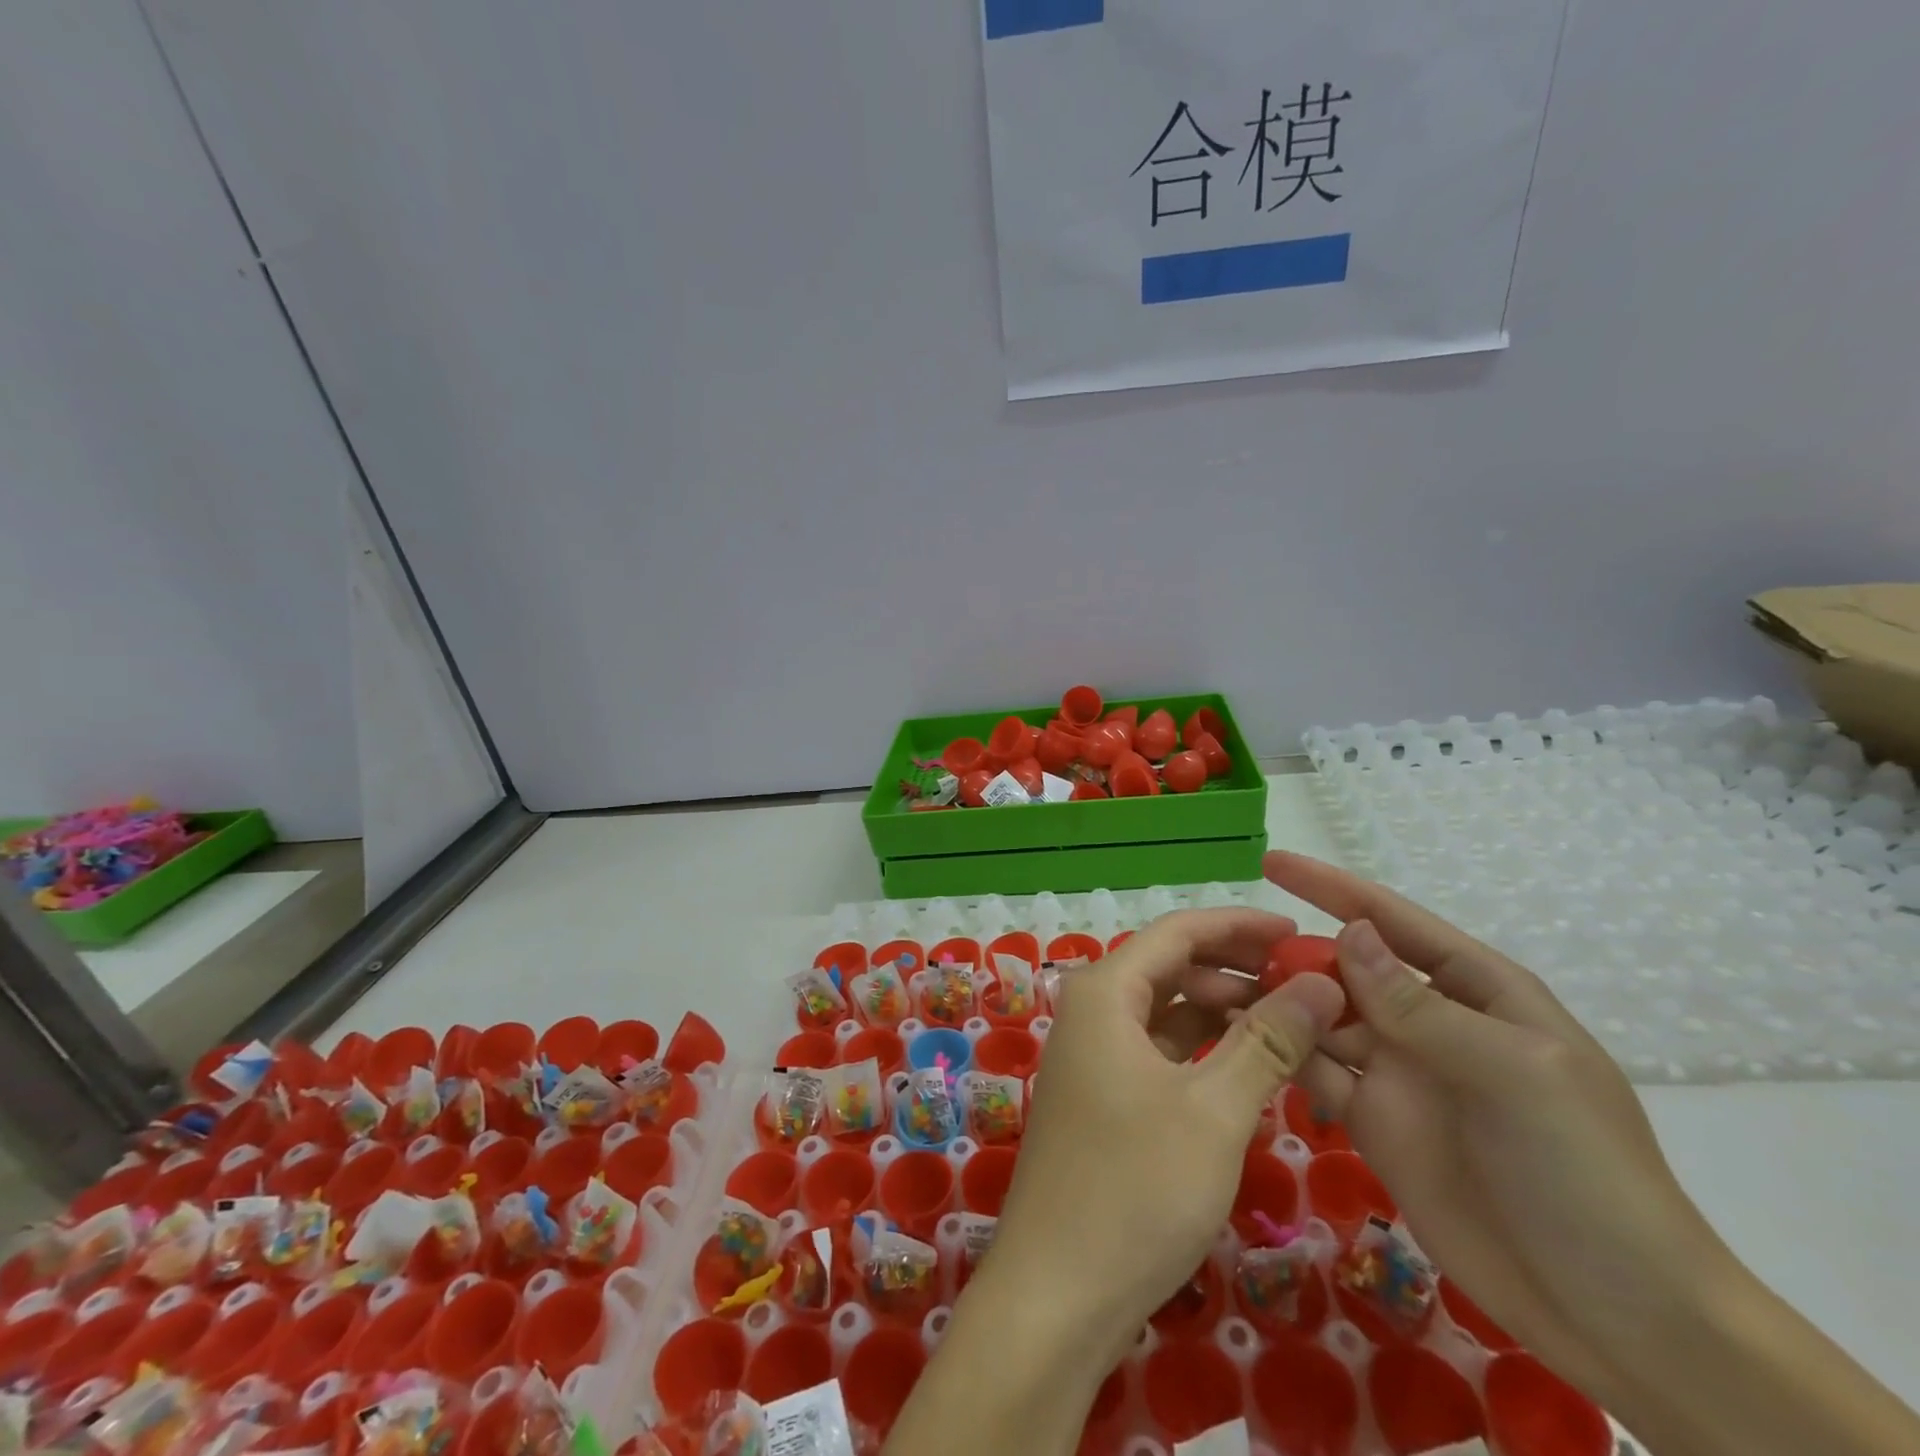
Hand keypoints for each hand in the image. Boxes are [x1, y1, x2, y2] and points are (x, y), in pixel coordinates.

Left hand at [988, 908, 1344, 1374]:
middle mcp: (1092, 1009)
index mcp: (1104, 991)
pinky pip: (1160, 1050)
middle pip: (1173, 967)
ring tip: (1294, 1024)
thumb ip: (1268, 1041)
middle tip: (1309, 984)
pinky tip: (1251, 1065)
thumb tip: (1321, 983)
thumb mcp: (1214, 1110)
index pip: (1180, 932)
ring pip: (1168, 1011)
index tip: (1301, 933)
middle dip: (1238, 970)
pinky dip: (1204, 1050)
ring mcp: (1094, 1054)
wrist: (1057, 1292)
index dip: (1241, 926)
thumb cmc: (1135, 1188)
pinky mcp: (1104, 1094)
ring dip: (1224, 1012)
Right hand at [1265, 851, 1732, 1401]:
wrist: (1618, 1317)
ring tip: (1217, 987)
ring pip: (1322, 1018)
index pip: (1394, 923)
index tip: (1271, 861)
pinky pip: (1317, 1072)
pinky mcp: (1373, 1122)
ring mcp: (1399, 1073)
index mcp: (1477, 993)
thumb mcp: (1512, 1074)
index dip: (1332, 888)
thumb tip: (1347, 932)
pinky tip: (1242, 1041)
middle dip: (1291, 950)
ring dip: (1277, 1000)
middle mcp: (1429, 1023)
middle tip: (1225, 944)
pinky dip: (1282, 1052)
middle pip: (1345, 969)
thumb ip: (1420, 1006)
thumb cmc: (1583, 1173)